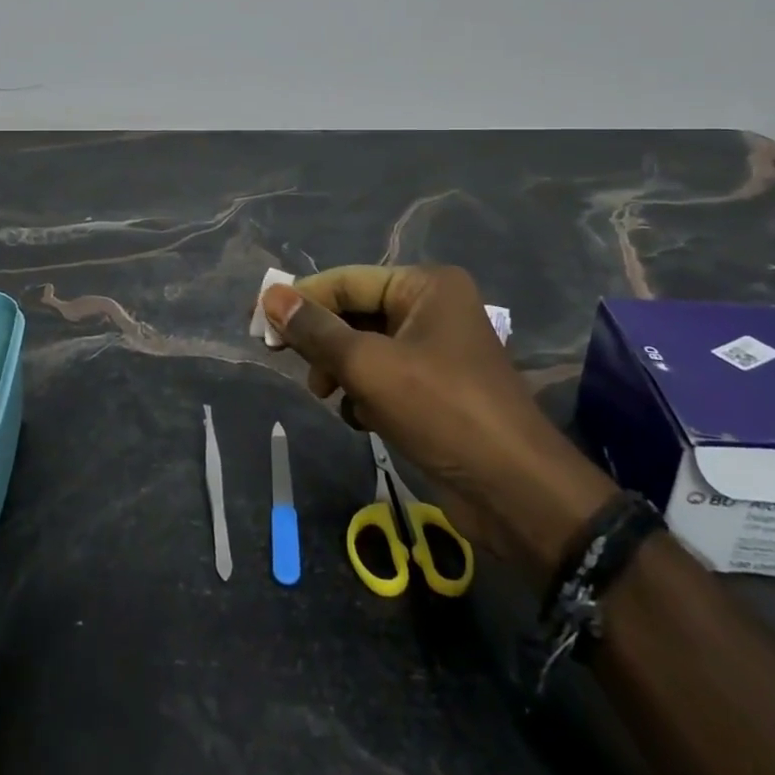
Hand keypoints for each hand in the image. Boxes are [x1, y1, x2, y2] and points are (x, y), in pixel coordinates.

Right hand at [262, 265, 614, 577]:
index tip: (258, 322)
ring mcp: (436, 351)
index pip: (347, 281)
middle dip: (324, 343)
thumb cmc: (442, 411)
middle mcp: (433, 309)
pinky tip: (362, 420)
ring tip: (328, 397)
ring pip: (365, 348)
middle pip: (355, 313)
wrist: (515, 493)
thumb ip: (317, 331)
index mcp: (426, 286)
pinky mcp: (435, 389)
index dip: (301, 299)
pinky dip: (365, 395)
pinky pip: (383, 377)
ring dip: (342, 372)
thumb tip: (270, 296)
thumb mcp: (369, 366)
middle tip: (287, 362)